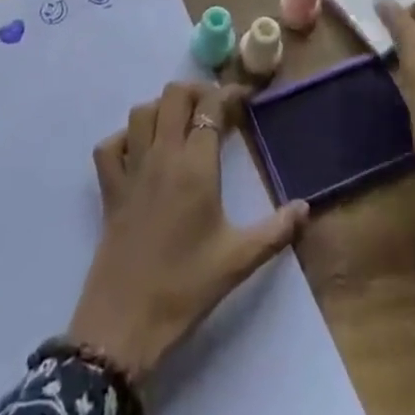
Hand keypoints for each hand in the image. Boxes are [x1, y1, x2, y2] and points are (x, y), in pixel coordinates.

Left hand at [66, 82, 308, 381]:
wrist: (125, 323)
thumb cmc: (186, 288)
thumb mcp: (239, 260)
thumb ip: (275, 231)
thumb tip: (305, 207)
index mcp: (195, 166)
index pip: (210, 108)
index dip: (228, 94)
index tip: (244, 98)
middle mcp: (162, 155)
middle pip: (173, 96)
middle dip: (195, 91)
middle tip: (213, 108)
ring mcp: (131, 169)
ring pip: (141, 112)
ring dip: (161, 108)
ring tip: (180, 123)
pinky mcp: (109, 189)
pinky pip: (109, 146)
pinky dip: (124, 138)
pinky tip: (140, 150)